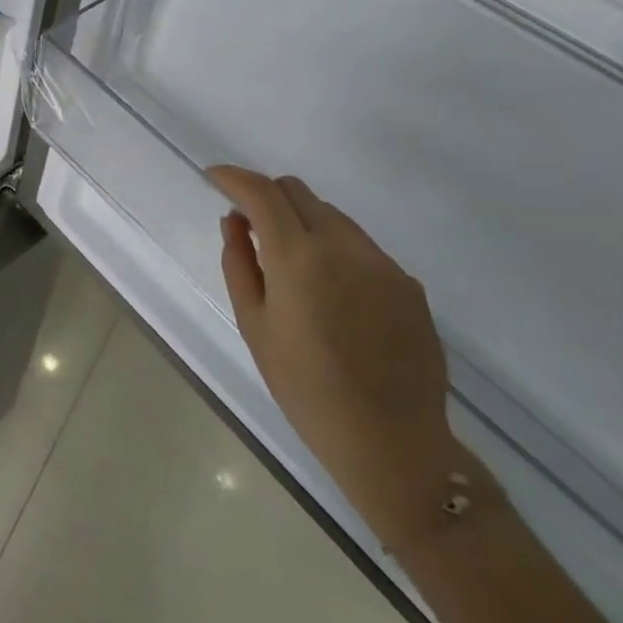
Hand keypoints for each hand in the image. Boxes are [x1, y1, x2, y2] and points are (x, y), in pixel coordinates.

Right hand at [208, 164, 465, 551]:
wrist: (393, 444)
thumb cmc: (305, 388)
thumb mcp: (254, 325)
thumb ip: (239, 262)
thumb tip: (235, 221)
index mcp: (299, 257)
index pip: (262, 192)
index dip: (234, 177)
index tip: (215, 178)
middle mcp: (344, 247)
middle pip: (298, 191)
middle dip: (267, 195)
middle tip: (249, 224)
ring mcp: (382, 264)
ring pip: (332, 215)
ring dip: (302, 221)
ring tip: (292, 264)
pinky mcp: (408, 285)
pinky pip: (361, 246)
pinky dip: (335, 249)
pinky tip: (332, 293)